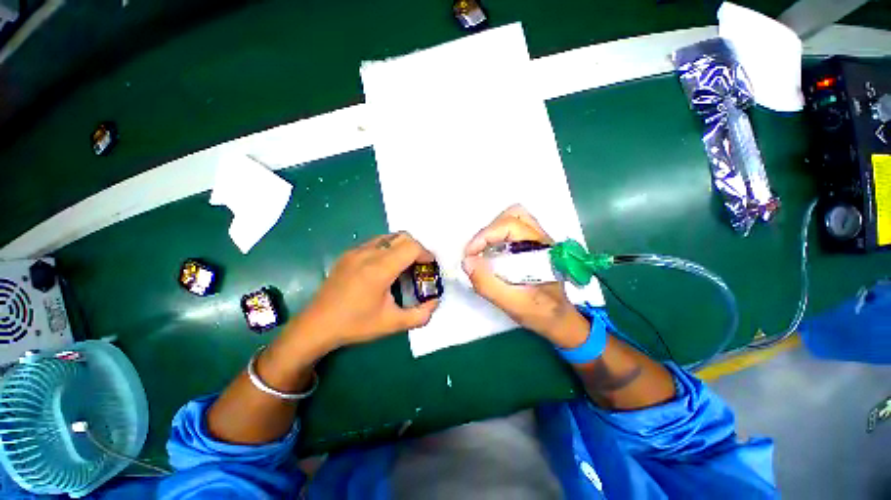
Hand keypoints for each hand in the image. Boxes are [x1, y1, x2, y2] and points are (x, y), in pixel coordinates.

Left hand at [298, 232, 439, 349]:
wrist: (316, 325)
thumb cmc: (356, 325)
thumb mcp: (392, 324)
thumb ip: (420, 315)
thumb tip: (435, 302)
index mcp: (379, 269)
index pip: (410, 247)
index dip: (425, 253)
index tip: (430, 265)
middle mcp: (368, 253)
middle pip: (402, 237)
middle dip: (416, 248)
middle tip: (419, 266)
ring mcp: (356, 251)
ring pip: (388, 237)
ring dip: (402, 247)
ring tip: (403, 266)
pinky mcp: (348, 254)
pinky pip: (376, 242)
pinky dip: (388, 248)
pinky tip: (384, 268)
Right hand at [462, 205, 587, 347]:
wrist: (559, 320)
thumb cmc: (540, 312)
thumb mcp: (513, 303)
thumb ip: (488, 284)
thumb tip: (467, 261)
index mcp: (541, 249)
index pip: (510, 225)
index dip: (485, 235)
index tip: (470, 255)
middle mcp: (542, 239)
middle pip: (513, 215)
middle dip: (489, 230)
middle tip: (477, 252)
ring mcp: (538, 240)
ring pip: (513, 218)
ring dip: (493, 232)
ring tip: (483, 251)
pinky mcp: (532, 245)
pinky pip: (512, 230)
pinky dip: (497, 237)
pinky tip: (492, 255)